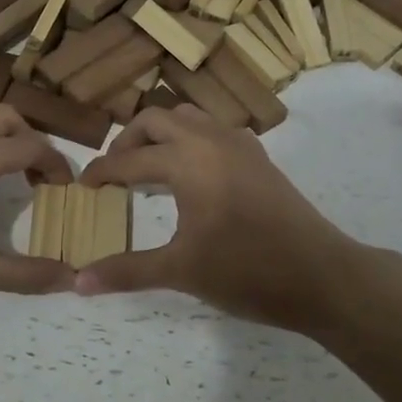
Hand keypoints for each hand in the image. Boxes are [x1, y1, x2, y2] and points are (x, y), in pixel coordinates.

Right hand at [76, 104, 384, 334]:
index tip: (82, 188)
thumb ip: (127, 271)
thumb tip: (78, 282)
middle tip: (114, 172)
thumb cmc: (247, 271)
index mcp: (187, 160)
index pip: (129, 159)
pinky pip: (214, 130)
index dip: (101, 173)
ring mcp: (240, 144)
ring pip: (189, 118)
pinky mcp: (259, 157)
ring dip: (162, 135)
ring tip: (150, 168)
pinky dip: (192, 140)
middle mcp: (210, 139)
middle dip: (128, 141)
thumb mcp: (181, 271)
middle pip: (155, 120)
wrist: (323, 276)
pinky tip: (193, 174)